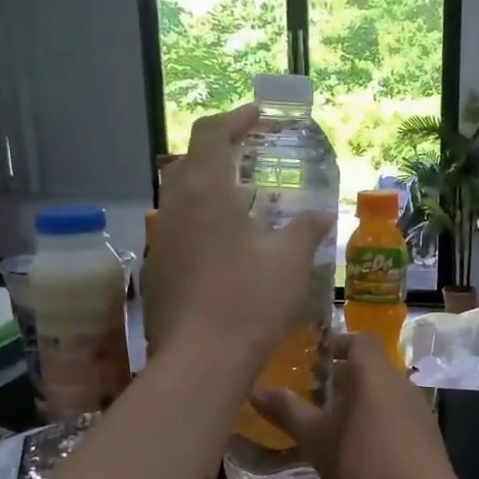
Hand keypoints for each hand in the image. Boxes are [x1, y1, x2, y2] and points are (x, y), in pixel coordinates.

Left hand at [150, 104, 328, 368]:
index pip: (211, 133)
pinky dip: (200, 220)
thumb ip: (306, 228)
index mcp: (206, 192)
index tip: (258, 117)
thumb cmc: (251, 301)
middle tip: (249, 156)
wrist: (202, 360)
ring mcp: (161, 239)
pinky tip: (223, 245)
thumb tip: (321, 214)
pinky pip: (177, 228)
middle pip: (189, 160)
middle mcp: (175, 207)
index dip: (235, 118)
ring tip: (240, 200)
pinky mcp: (157, 269)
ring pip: (179, 196)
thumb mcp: (291, 260)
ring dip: (207, 187)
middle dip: (218, 150)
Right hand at [252, 333, 460, 478]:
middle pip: (371, 368)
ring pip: (384, 393)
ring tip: (333, 427)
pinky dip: (377, 422)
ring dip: (360, 403)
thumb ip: (288, 412)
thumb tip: (257, 391)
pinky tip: (361, 451)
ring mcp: (419, 408)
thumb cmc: (364, 461)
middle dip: (343, 379)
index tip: (315, 359)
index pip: (360, 340)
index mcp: (374, 373)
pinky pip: (396, 416)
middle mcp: (401, 381)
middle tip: (314, 396)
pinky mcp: (428, 434)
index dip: (338, 344)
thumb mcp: (317, 439)